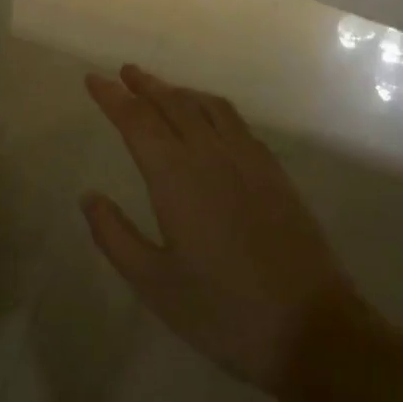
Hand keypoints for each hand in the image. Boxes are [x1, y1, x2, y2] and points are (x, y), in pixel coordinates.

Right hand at [83, 65, 367, 393]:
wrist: (313, 329)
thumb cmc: (223, 311)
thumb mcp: (154, 284)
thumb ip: (115, 236)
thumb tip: (89, 197)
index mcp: (176, 178)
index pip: (137, 122)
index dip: (112, 98)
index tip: (93, 80)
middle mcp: (211, 155)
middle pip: (173, 104)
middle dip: (145, 85)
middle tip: (125, 72)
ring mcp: (248, 161)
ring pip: (207, 107)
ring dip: (179, 92)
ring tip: (162, 89)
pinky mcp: (274, 173)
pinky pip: (236, 122)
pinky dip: (212, 107)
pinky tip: (210, 120)